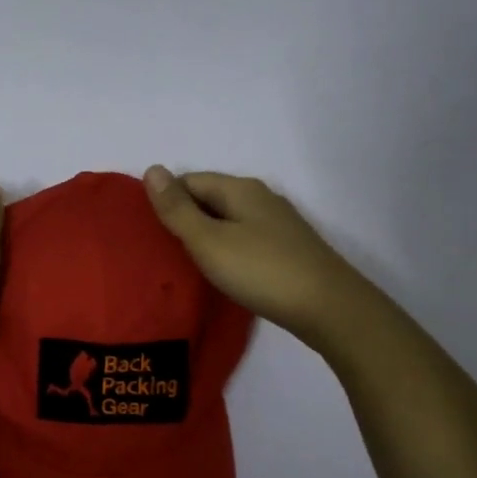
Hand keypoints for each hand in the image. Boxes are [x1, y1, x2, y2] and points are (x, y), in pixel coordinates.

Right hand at [143, 166, 381, 349]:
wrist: (328, 308)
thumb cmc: (261, 270)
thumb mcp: (208, 240)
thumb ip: (177, 209)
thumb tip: (151, 169)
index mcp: (240, 189)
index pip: (189, 180)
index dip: (165, 201)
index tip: (147, 231)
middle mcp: (260, 198)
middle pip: (209, 198)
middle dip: (184, 218)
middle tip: (161, 250)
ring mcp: (278, 224)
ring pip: (228, 220)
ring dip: (205, 236)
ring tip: (185, 263)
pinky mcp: (287, 249)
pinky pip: (244, 239)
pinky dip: (226, 250)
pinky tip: (221, 272)